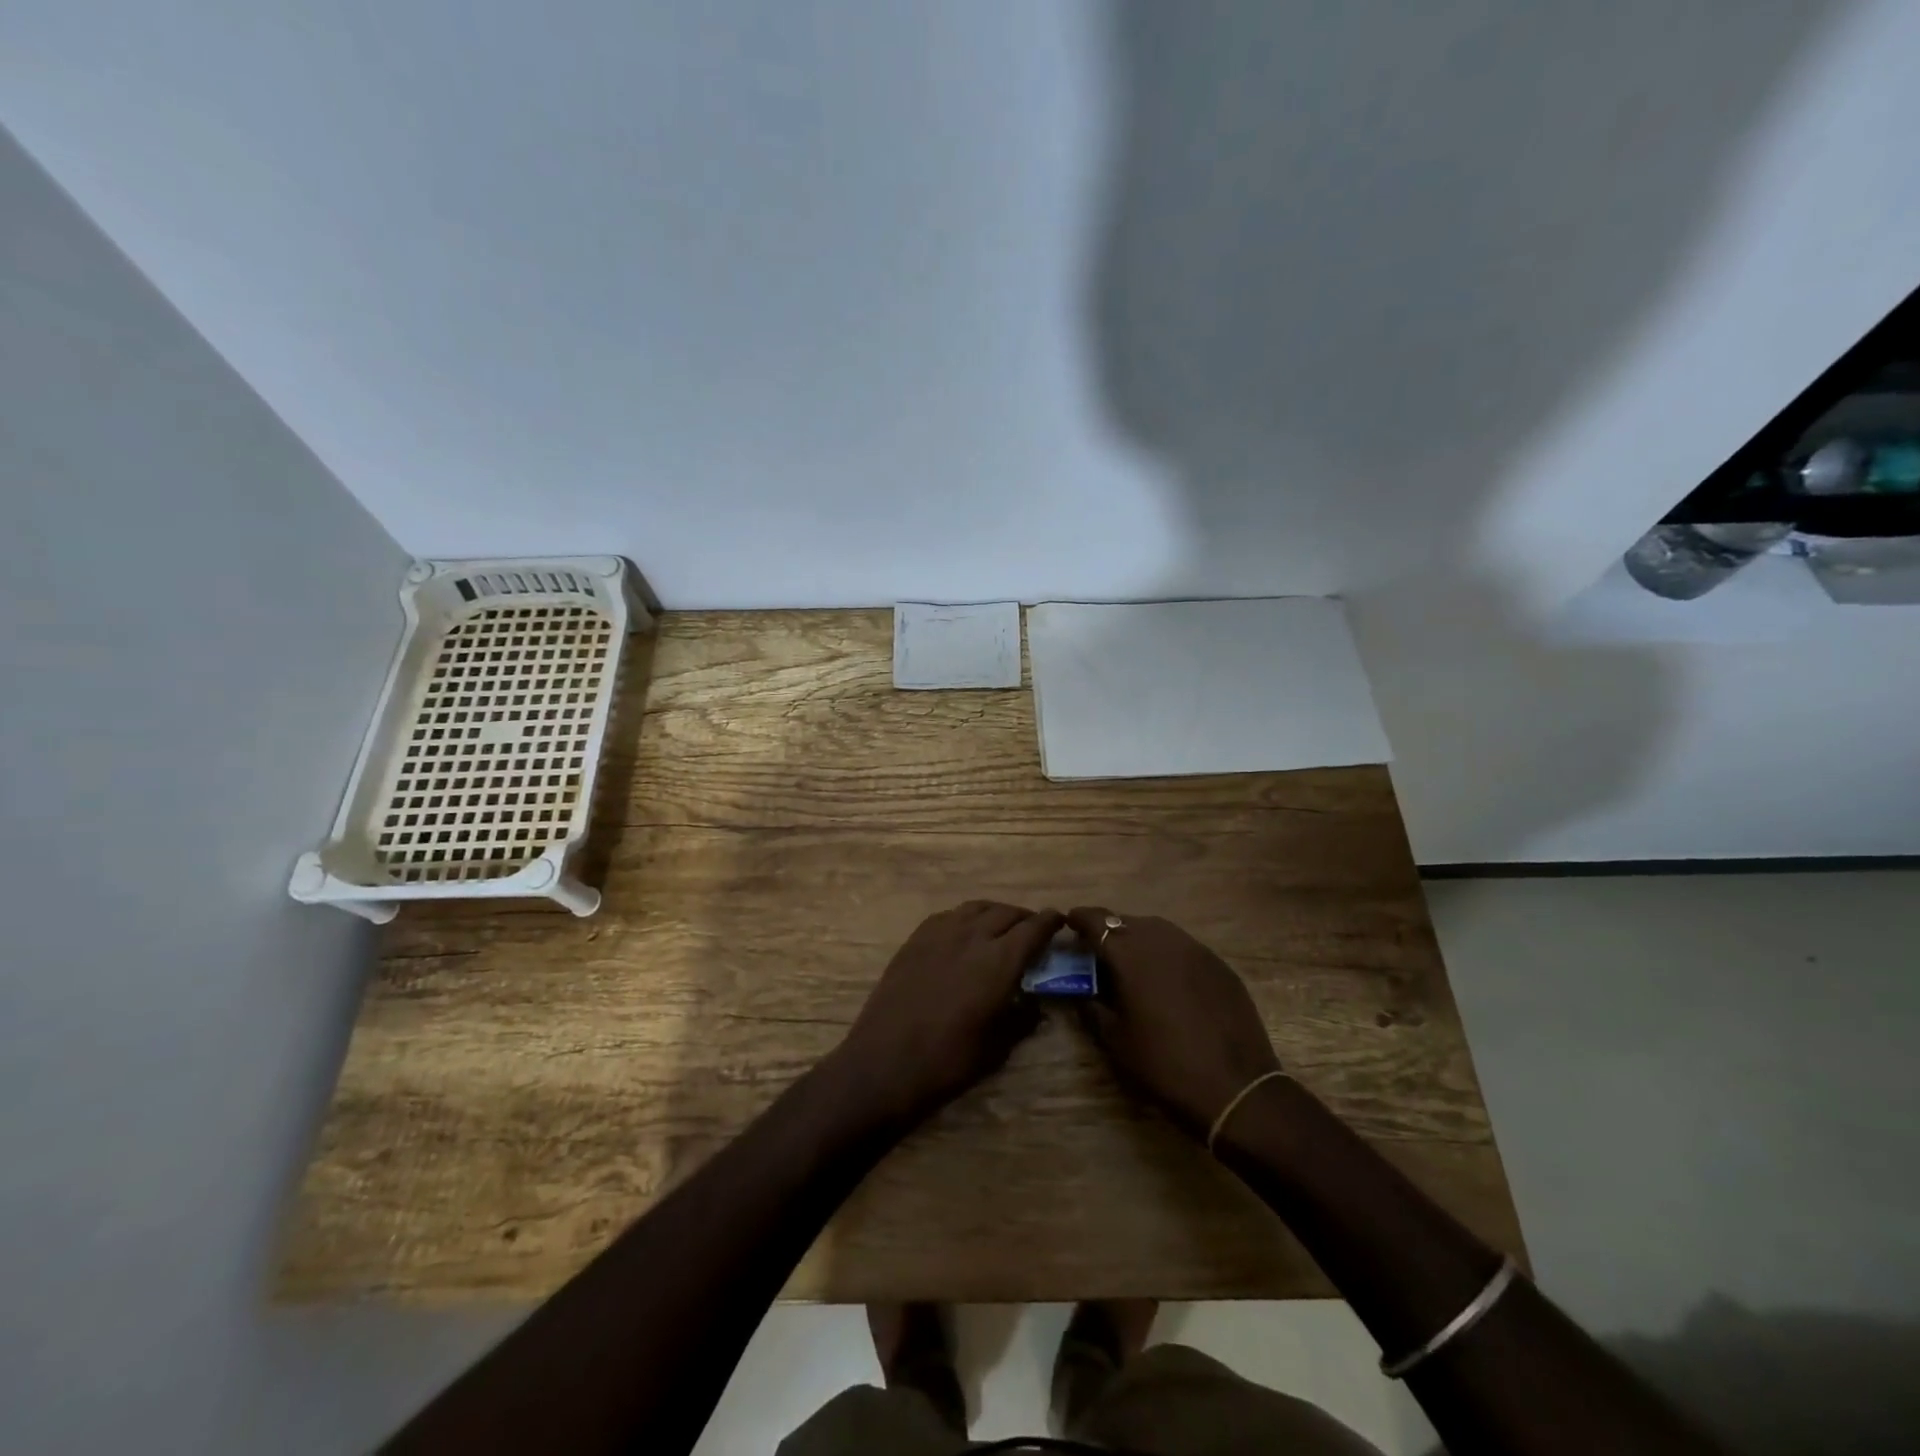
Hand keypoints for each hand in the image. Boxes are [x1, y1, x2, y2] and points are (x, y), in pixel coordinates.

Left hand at [831, 901, 1062, 1130]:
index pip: (1034, 928)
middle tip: (1032, 929)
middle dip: (1024, 917)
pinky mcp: (915, 939)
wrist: (885, 1062)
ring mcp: (940, 933)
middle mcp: (972, 936)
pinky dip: (965, 918)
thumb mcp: (998, 1047)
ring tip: (1000, 926)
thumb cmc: (949, 1060)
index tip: (1059, 921)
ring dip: (995, 913)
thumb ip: (1022, 1019)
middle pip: (1006, 912)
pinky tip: (964, 933)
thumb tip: (1035, 1004)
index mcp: (1000, 961)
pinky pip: (948, 916)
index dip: (1049, 922)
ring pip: (976, 908)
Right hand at [1067, 907, 1280, 1139]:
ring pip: (1157, 930)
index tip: (1068, 923)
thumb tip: (1081, 992)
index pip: (1098, 921)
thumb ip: (1092, 1008)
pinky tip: (1167, 980)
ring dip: (1138, 939)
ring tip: (1130, 963)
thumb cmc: (1164, 1065)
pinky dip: (1166, 954)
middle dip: (1109, 930)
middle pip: (1127, 921)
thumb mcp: (1116, 1041)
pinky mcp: (1219, 964)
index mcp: (1130, 954)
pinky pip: (1183, 947)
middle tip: (1097, 951)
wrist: (1237, 1088)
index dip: (1079, 919)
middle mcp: (1162, 940)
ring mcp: (1195, 949)